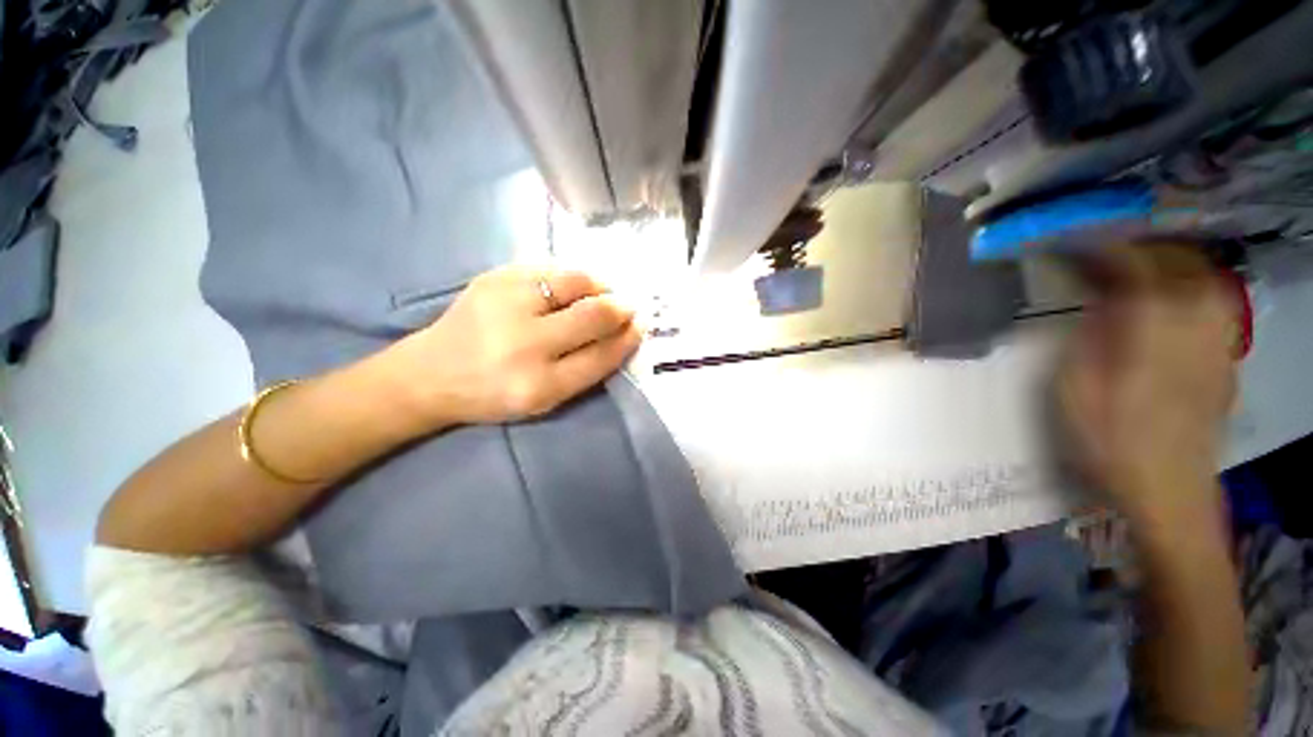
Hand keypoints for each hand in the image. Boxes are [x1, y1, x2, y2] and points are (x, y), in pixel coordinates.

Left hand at [381, 265, 641, 428]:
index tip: (640, 326)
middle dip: (621, 307)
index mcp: (539, 385)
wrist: (430, 373)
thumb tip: (623, 333)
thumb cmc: (494, 394)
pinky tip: (574, 287)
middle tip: (629, 305)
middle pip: (594, 314)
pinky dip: (572, 276)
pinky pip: (551, 267)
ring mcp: (506, 303)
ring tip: (604, 292)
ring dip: (601, 285)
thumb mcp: (545, 400)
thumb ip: (586, 370)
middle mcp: (524, 343)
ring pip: (576, 281)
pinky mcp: (494, 277)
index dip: (628, 338)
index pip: (602, 355)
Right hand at [1058, 245, 1238, 523]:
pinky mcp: (1224, 360)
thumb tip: (1098, 303)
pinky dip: (1190, 287)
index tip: (1071, 243)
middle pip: (1180, 268)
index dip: (1104, 252)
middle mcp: (1194, 333)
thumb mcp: (1077, 395)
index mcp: (1153, 341)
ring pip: (1205, 282)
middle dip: (1140, 249)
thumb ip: (1089, 342)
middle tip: (1103, 250)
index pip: (1137, 274)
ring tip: (1136, 265)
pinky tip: (1170, 297)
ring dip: (1169, 263)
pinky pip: (1214, 305)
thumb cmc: (1110, 446)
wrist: (1168, 492)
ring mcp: (1216, 346)